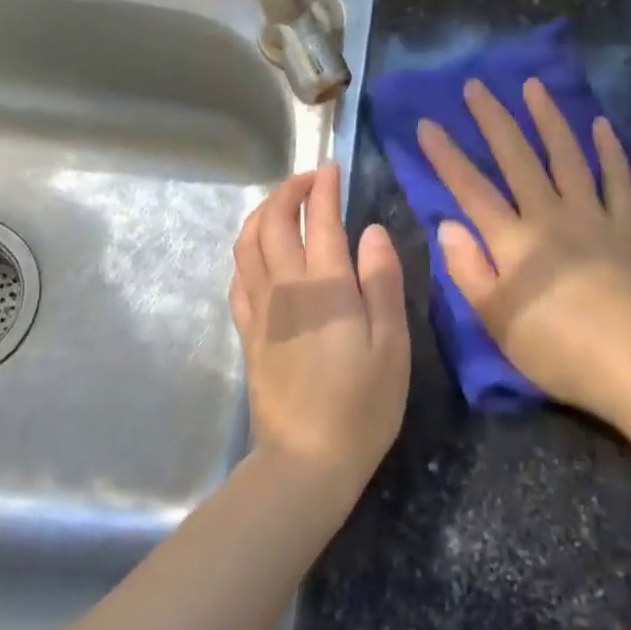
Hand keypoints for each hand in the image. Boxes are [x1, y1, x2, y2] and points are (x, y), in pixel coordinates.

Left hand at [230, 164, 409, 507]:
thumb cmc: (362, 405)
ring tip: (281, 206)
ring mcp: (259, 309)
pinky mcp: (247, 332)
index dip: (324, 187)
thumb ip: (381, 281)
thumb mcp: (392, 344)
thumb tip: (372, 231)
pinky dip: (246, 252)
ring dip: (261, 214)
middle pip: (272, 221)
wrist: (306, 460)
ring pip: (246, 244)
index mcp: (324, 285)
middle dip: (288, 191)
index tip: (332, 169)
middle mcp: (284, 286)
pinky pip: (238, 277)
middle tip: (308, 180)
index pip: (319, 218)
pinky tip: (258, 254)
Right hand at [417, 78, 630, 425]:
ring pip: (567, 157)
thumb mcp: (496, 320)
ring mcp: (593, 217)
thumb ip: (468, 269)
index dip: (446, 155)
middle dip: (494, 120)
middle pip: (518, 159)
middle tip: (476, 86)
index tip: (427, 124)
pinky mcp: (628, 228)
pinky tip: (601, 126)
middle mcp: (550, 217)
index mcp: (513, 242)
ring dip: (548, 119)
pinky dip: (610, 152)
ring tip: (533, 86)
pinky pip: (619, 181)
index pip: (471, 189)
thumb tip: (446, 223)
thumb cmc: (556, 349)